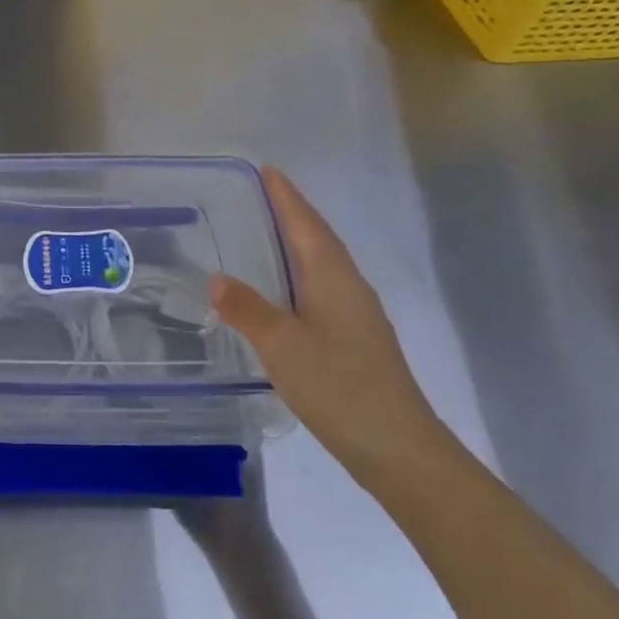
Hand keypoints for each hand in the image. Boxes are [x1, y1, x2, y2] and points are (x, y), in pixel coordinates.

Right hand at [209, 166, 444, 486]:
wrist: (400, 449)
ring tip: (270, 234)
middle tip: (263, 194)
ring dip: (299, 243)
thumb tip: (217, 277)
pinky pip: (325, 289)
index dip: (286, 197)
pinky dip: (303, 275)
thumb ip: (247, 309)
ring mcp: (358, 315)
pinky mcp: (358, 341)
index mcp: (333, 278)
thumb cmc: (339, 387)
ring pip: (324, 265)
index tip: (268, 169)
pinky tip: (288, 292)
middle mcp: (350, 287)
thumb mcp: (282, 346)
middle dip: (293, 213)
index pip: (306, 224)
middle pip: (319, 238)